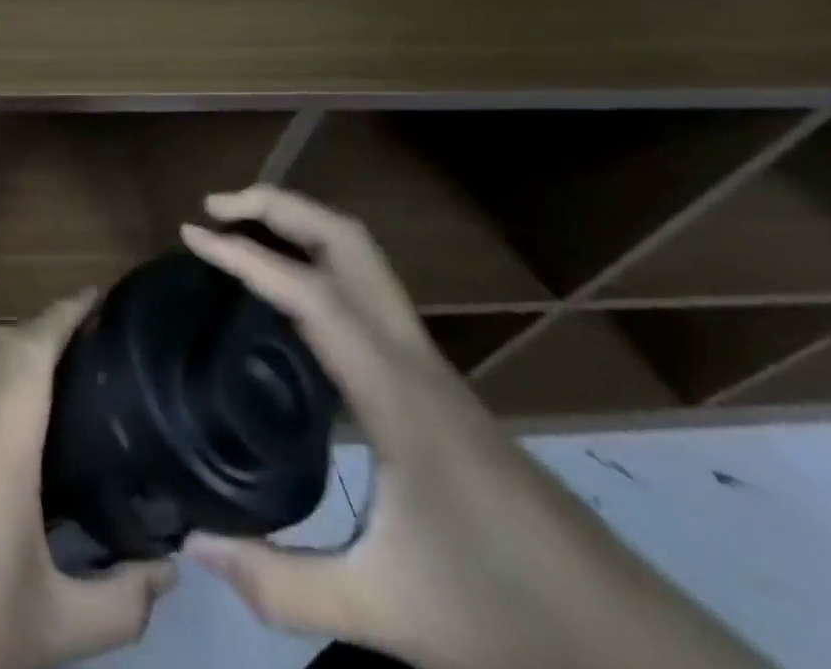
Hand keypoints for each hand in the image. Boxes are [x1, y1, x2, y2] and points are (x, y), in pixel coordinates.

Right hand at [181, 185, 769, 668]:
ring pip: (363, 260)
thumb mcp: (391, 617)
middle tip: (215, 211)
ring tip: (239, 235)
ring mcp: (428, 366)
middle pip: (349, 242)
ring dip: (299, 228)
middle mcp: (413, 359)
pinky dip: (316, 265)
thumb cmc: (513, 618)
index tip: (192, 236)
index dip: (246, 256)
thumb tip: (194, 545)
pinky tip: (286, 304)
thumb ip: (284, 586)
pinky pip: (365, 293)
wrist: (638, 649)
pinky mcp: (435, 383)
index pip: (313, 294)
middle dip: (280, 207)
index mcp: (398, 395)